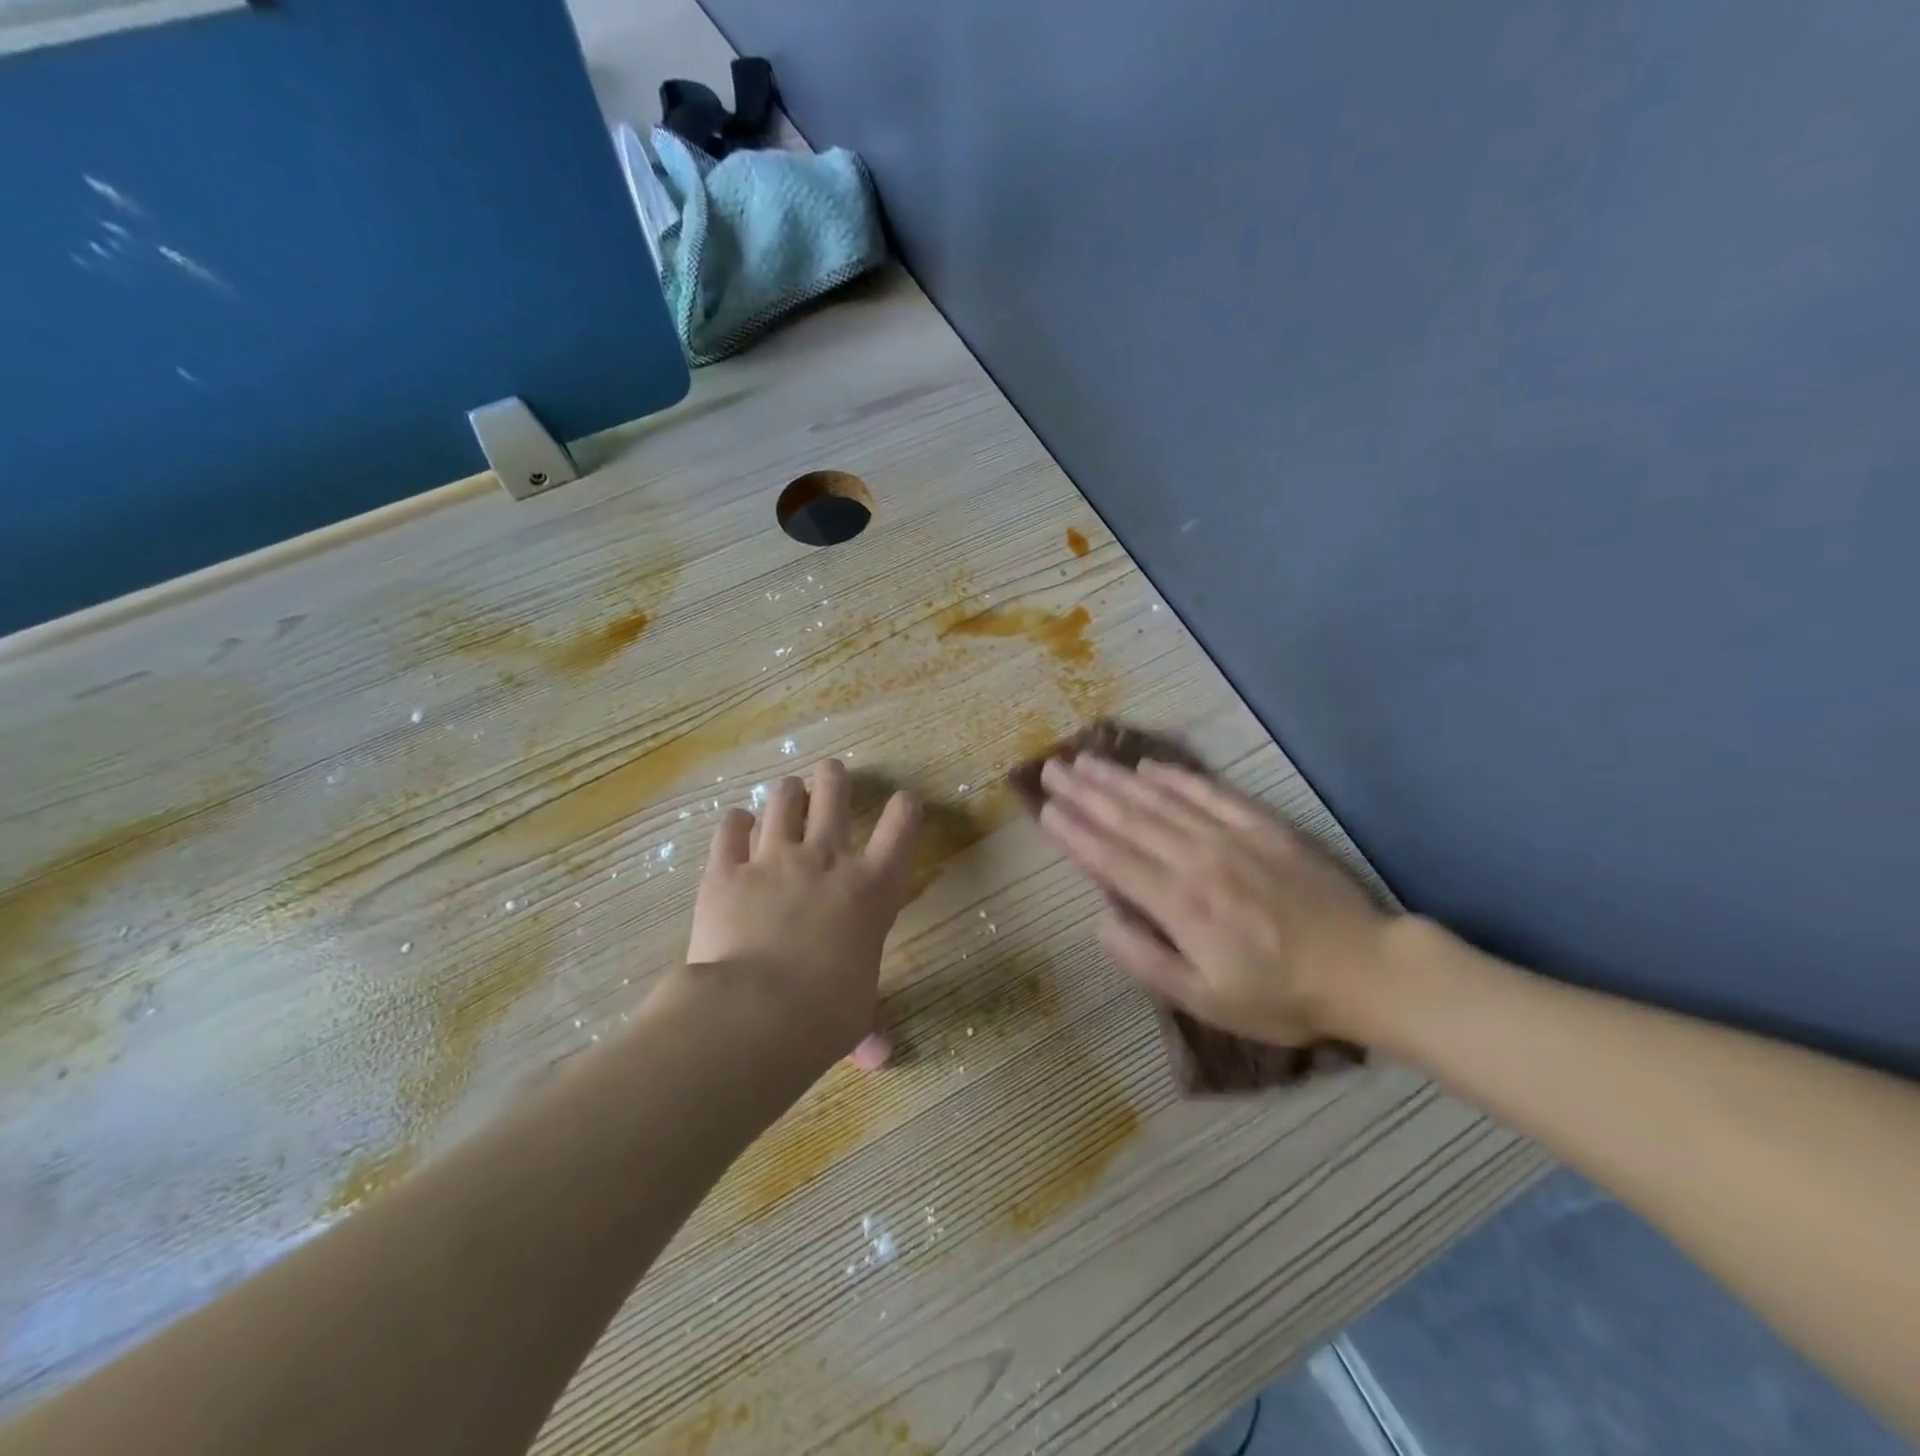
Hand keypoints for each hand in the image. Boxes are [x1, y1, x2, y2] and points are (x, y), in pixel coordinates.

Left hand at [686, 757, 919, 1068]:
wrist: (757, 1012)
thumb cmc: (826, 1014)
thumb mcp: (856, 1016)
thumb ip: (868, 1028)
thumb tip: (880, 1059)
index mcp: (871, 888)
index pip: (902, 825)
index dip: (905, 808)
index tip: (902, 804)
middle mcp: (827, 860)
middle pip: (834, 793)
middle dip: (834, 778)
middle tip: (831, 775)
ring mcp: (773, 859)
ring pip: (783, 800)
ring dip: (788, 794)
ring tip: (787, 795)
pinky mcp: (726, 870)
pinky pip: (730, 828)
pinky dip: (735, 824)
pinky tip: (737, 826)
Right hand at [1036, 755, 1395, 1044]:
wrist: (1367, 970)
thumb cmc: (1281, 996)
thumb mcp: (1207, 1001)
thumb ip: (1147, 962)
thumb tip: (1100, 924)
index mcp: (1180, 904)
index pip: (1112, 858)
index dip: (1075, 832)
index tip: (1045, 809)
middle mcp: (1198, 859)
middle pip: (1130, 818)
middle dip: (1086, 792)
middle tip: (1052, 768)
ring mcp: (1232, 837)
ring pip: (1162, 800)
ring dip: (1119, 778)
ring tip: (1085, 759)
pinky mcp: (1263, 826)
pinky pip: (1211, 793)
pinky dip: (1178, 777)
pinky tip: (1152, 766)